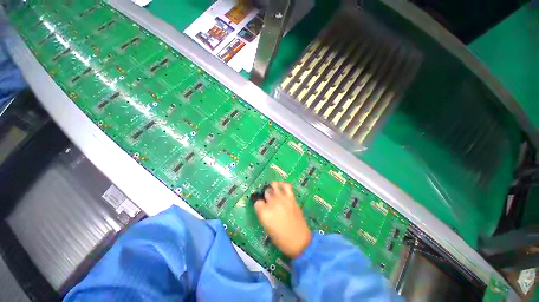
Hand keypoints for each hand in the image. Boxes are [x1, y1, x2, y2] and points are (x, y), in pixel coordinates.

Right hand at [254, 182, 312, 257]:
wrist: (299, 240)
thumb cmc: (280, 239)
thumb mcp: (267, 227)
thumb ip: (263, 214)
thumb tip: (263, 206)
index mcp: (264, 213)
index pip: (257, 202)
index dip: (259, 204)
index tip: (261, 207)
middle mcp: (272, 203)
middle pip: (266, 192)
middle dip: (266, 196)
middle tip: (268, 201)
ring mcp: (283, 199)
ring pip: (274, 186)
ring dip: (272, 188)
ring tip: (273, 191)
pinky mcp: (291, 198)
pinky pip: (286, 186)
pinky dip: (282, 184)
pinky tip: (281, 187)